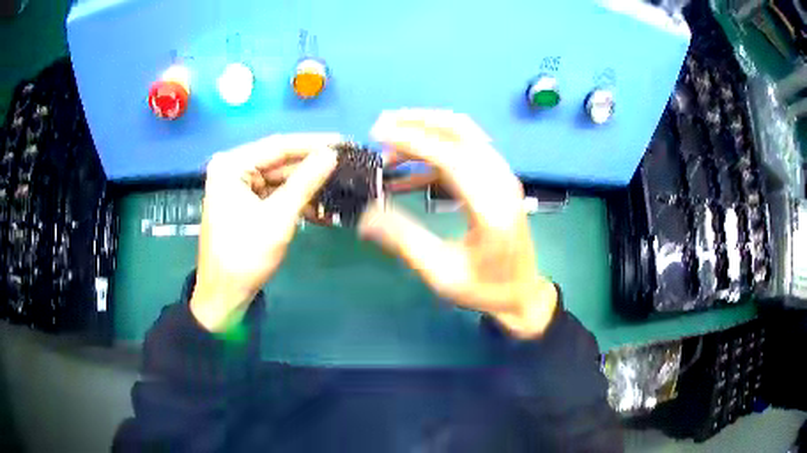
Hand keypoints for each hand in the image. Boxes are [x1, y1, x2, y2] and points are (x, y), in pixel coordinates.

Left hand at [190, 134, 339, 331]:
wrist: (224, 295)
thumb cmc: (245, 256)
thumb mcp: (278, 217)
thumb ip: (305, 182)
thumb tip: (332, 154)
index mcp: (231, 166)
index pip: (278, 145)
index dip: (314, 143)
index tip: (344, 142)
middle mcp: (232, 169)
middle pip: (279, 161)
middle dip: (312, 166)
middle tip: (347, 164)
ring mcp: (238, 186)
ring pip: (280, 178)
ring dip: (307, 187)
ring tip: (340, 186)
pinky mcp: (245, 202)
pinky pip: (275, 194)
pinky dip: (296, 201)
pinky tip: (321, 209)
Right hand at [360, 110, 556, 337]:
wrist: (521, 292)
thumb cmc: (483, 288)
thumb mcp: (440, 273)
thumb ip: (404, 240)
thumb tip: (366, 215)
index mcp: (490, 208)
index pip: (452, 157)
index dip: (413, 140)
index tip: (378, 133)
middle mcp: (502, 182)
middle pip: (462, 130)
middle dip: (419, 121)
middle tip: (381, 125)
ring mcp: (503, 177)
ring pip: (465, 134)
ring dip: (427, 130)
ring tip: (389, 145)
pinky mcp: (499, 179)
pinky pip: (467, 151)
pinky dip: (437, 150)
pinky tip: (409, 170)